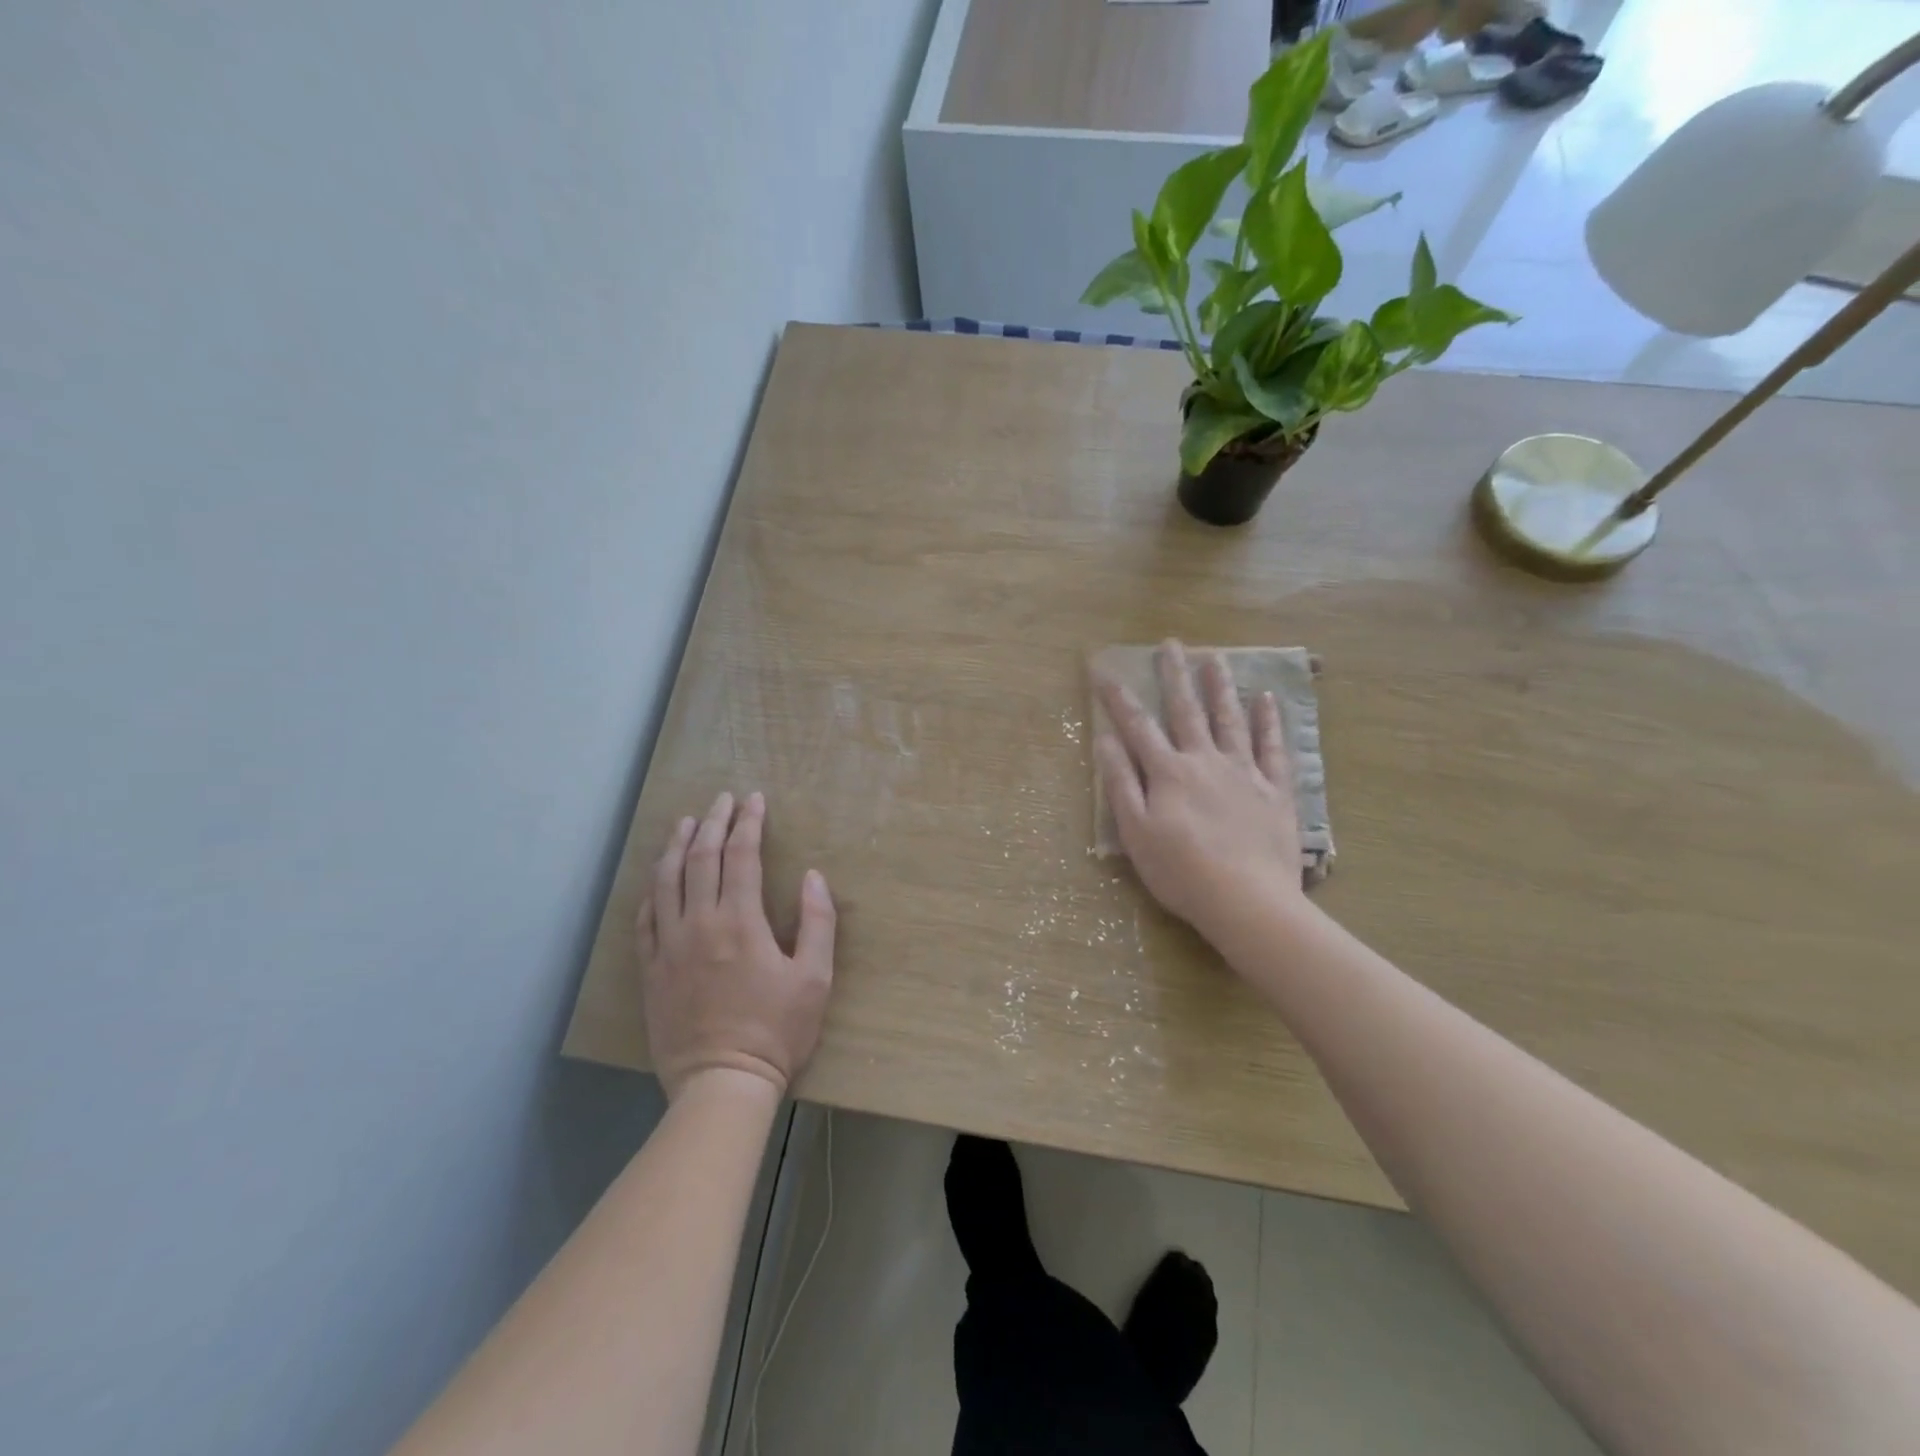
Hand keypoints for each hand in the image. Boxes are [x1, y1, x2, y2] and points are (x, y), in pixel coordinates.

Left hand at [639, 791, 835, 1100]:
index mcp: (740, 921)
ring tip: (684, 822)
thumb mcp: (814, 978)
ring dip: (676, 845)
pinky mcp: (651, 970)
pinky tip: (659, 879)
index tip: (755, 800)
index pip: (741, 855)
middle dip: (713, 822)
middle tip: (722, 799)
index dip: (749, 822)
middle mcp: (699, 923)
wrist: (722, 1084)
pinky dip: (653, 891)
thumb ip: (818, 922)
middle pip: (700, 858)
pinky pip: (646, 919)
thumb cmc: (776, 1031)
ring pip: (666, 881)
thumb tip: (813, 876)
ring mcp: (669, 946)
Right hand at [1093, 641, 1307, 940]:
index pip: (1137, 725)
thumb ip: (1122, 782)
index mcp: (1168, 772)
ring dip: (1220, 687)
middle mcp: (1205, 761)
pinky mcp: (1275, 790)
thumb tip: (1105, 739)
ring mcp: (1244, 772)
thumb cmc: (1181, 872)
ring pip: (1230, 720)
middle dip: (1175, 675)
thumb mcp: (1136, 831)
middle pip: (1186, 710)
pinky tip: (1266, 699)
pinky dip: (1269, 722)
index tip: (1102, 668)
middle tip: (1171, 644)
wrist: (1246, 901)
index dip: (1117, 697)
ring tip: (1215, 658)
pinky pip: (1272, 748)